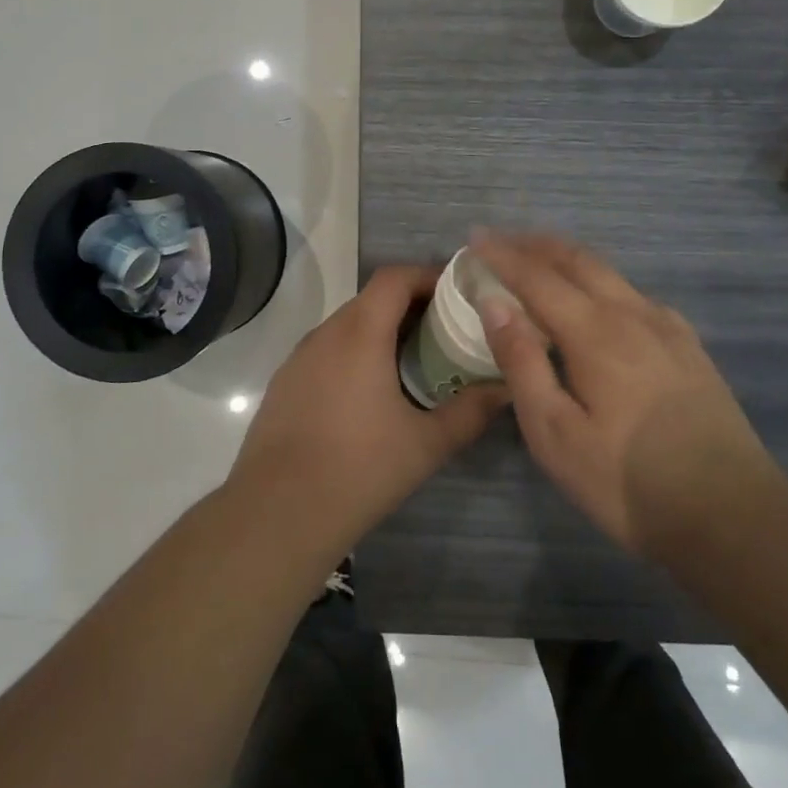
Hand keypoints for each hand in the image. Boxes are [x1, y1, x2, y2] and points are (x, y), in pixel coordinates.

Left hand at [229, 266, 509, 556]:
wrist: (278, 512)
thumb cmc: (359, 469)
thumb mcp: (426, 443)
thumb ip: (471, 411)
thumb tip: (508, 388)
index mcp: (359, 334)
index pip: (394, 278)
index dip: (427, 276)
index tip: (458, 294)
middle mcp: (325, 334)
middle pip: (371, 299)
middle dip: (410, 306)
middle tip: (445, 332)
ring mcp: (298, 357)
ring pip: (346, 326)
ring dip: (380, 331)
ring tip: (413, 362)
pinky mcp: (284, 382)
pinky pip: (325, 351)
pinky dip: (353, 354)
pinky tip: (369, 394)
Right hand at [471, 230, 785, 557]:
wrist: (734, 517)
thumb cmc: (629, 481)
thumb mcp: (556, 433)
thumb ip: (522, 362)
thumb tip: (494, 303)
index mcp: (595, 332)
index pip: (537, 277)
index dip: (503, 255)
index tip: (474, 238)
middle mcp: (632, 314)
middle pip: (577, 260)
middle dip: (534, 245)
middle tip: (500, 240)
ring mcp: (667, 328)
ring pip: (609, 273)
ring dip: (567, 259)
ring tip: (539, 262)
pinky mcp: (689, 348)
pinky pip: (634, 294)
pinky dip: (601, 281)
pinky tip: (599, 301)